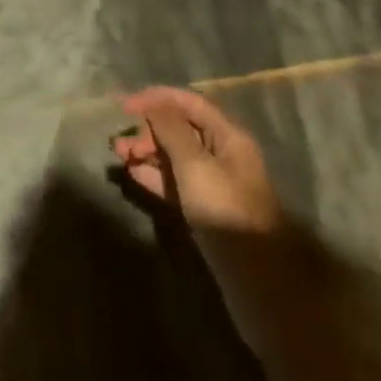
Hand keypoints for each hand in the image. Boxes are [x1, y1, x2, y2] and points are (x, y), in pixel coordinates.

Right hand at [114, 85, 282, 234]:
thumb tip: (151, 104)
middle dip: (148, 129)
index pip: (189, 102)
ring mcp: (214, 183)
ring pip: (175, 155)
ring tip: (119, 155)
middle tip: (121, 141)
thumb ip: (171, 130)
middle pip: (180, 128)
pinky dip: (154, 175)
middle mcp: (222, 154)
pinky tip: (133, 175)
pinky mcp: (206, 208)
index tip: (124, 106)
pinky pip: (176, 181)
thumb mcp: (195, 165)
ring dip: (147, 151)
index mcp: (228, 137)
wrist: (260, 282)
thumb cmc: (227, 211)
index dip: (156, 98)